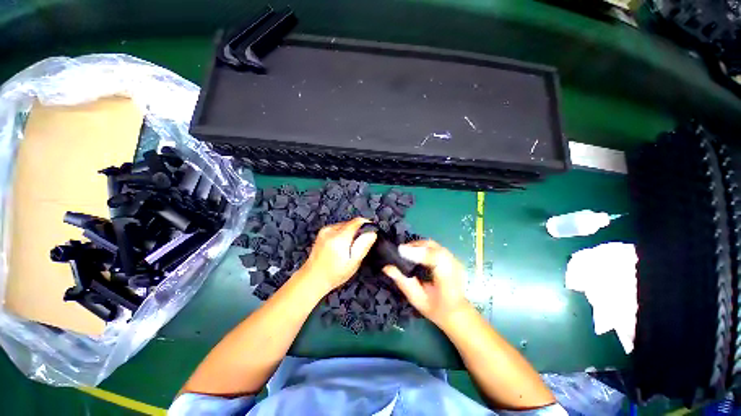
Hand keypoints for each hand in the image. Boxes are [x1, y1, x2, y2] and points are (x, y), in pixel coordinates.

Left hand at [296, 217, 376, 294]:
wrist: (313, 278)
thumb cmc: (334, 274)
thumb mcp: (353, 263)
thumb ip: (363, 246)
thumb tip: (372, 233)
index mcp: (339, 237)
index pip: (357, 221)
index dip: (367, 225)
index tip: (371, 232)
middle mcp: (331, 230)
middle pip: (351, 222)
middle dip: (358, 231)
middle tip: (358, 245)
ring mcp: (325, 230)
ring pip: (345, 224)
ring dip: (350, 232)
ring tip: (348, 247)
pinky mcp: (322, 232)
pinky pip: (338, 227)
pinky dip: (343, 234)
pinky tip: (341, 246)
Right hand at [383, 240, 469, 326]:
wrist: (458, 312)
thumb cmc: (436, 309)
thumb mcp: (416, 299)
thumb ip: (403, 282)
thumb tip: (386, 267)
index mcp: (448, 281)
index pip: (435, 259)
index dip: (417, 252)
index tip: (400, 251)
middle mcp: (455, 266)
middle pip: (433, 247)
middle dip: (414, 246)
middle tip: (400, 251)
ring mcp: (455, 260)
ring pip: (433, 245)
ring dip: (418, 245)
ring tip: (406, 252)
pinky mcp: (452, 257)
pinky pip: (435, 247)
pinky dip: (423, 247)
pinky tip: (416, 253)